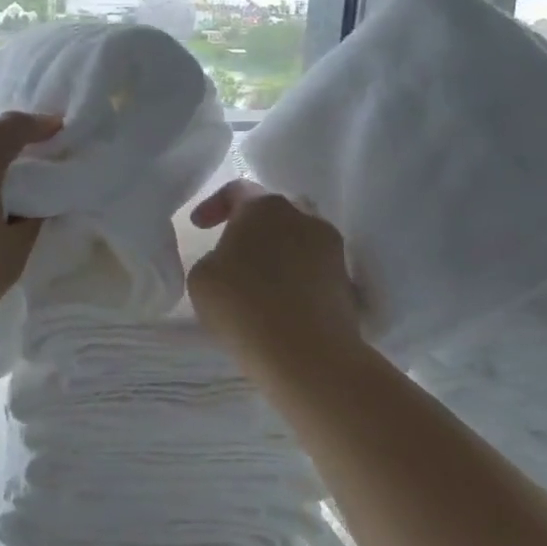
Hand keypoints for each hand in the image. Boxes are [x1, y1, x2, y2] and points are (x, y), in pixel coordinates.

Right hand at [187, 180, 360, 350]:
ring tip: (259, 278)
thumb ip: (214, 257)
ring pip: (298, 238)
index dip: (213, 205)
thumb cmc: (243, 306)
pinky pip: (313, 267)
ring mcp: (331, 247)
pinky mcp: (347, 280)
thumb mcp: (201, 277)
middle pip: (272, 212)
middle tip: (232, 251)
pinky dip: (295, 276)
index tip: (198, 227)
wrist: (308, 355)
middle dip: (251, 227)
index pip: (236, 190)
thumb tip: (232, 261)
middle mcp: (303, 216)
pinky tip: (281, 300)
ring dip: (277, 251)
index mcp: (264, 207)